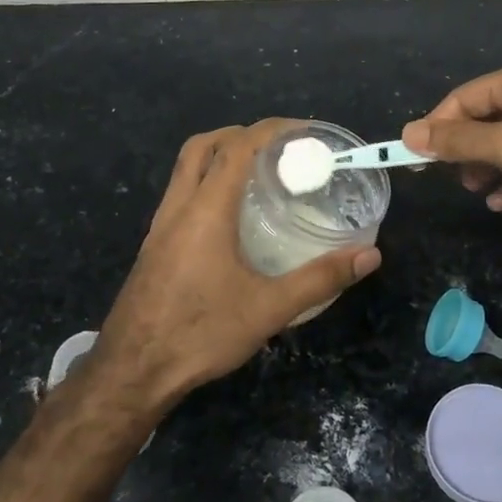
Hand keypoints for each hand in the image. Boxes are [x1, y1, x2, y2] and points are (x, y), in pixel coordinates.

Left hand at [91, 120, 381, 405]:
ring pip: (185, 170)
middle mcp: (178, 207)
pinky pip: (181, 196)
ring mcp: (160, 226)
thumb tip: (369, 255)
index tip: (305, 131)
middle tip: (278, 149)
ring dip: (219, 158)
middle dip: (240, 134)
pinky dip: (207, 186)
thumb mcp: (269, 309)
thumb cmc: (200, 333)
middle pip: (202, 146)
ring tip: (259, 177)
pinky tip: (231, 219)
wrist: (132, 371)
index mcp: (206, 210)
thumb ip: (320, 279)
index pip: (237, 146)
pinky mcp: (154, 246)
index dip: (272, 130)